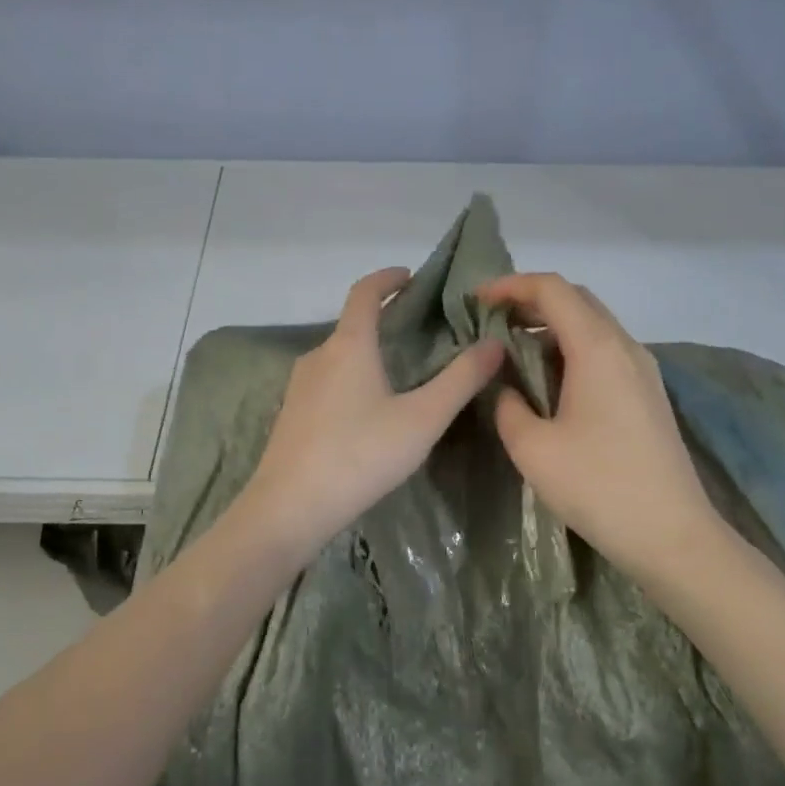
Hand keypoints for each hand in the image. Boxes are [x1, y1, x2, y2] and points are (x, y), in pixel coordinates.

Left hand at [240, 267, 504, 561]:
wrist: (290, 508)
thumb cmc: (360, 455)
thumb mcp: (422, 419)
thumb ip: (460, 380)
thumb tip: (494, 343)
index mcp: (348, 344)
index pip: (364, 292)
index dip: (387, 278)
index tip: (411, 277)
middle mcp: (319, 355)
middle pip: (353, 324)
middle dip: (385, 320)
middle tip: (422, 333)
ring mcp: (299, 385)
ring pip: (340, 356)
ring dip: (369, 353)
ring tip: (403, 373)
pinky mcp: (292, 413)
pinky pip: (328, 381)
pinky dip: (353, 378)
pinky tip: (370, 410)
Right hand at [476, 273, 726, 589]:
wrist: (672, 535)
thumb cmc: (598, 487)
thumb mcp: (533, 448)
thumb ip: (508, 406)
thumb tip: (506, 389)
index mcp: (597, 349)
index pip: (553, 290)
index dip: (511, 285)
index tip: (476, 300)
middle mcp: (625, 347)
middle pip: (577, 299)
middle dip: (530, 301)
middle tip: (490, 320)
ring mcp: (642, 370)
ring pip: (593, 325)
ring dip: (551, 326)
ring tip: (512, 349)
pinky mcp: (647, 394)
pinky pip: (604, 351)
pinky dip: (570, 349)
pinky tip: (548, 380)